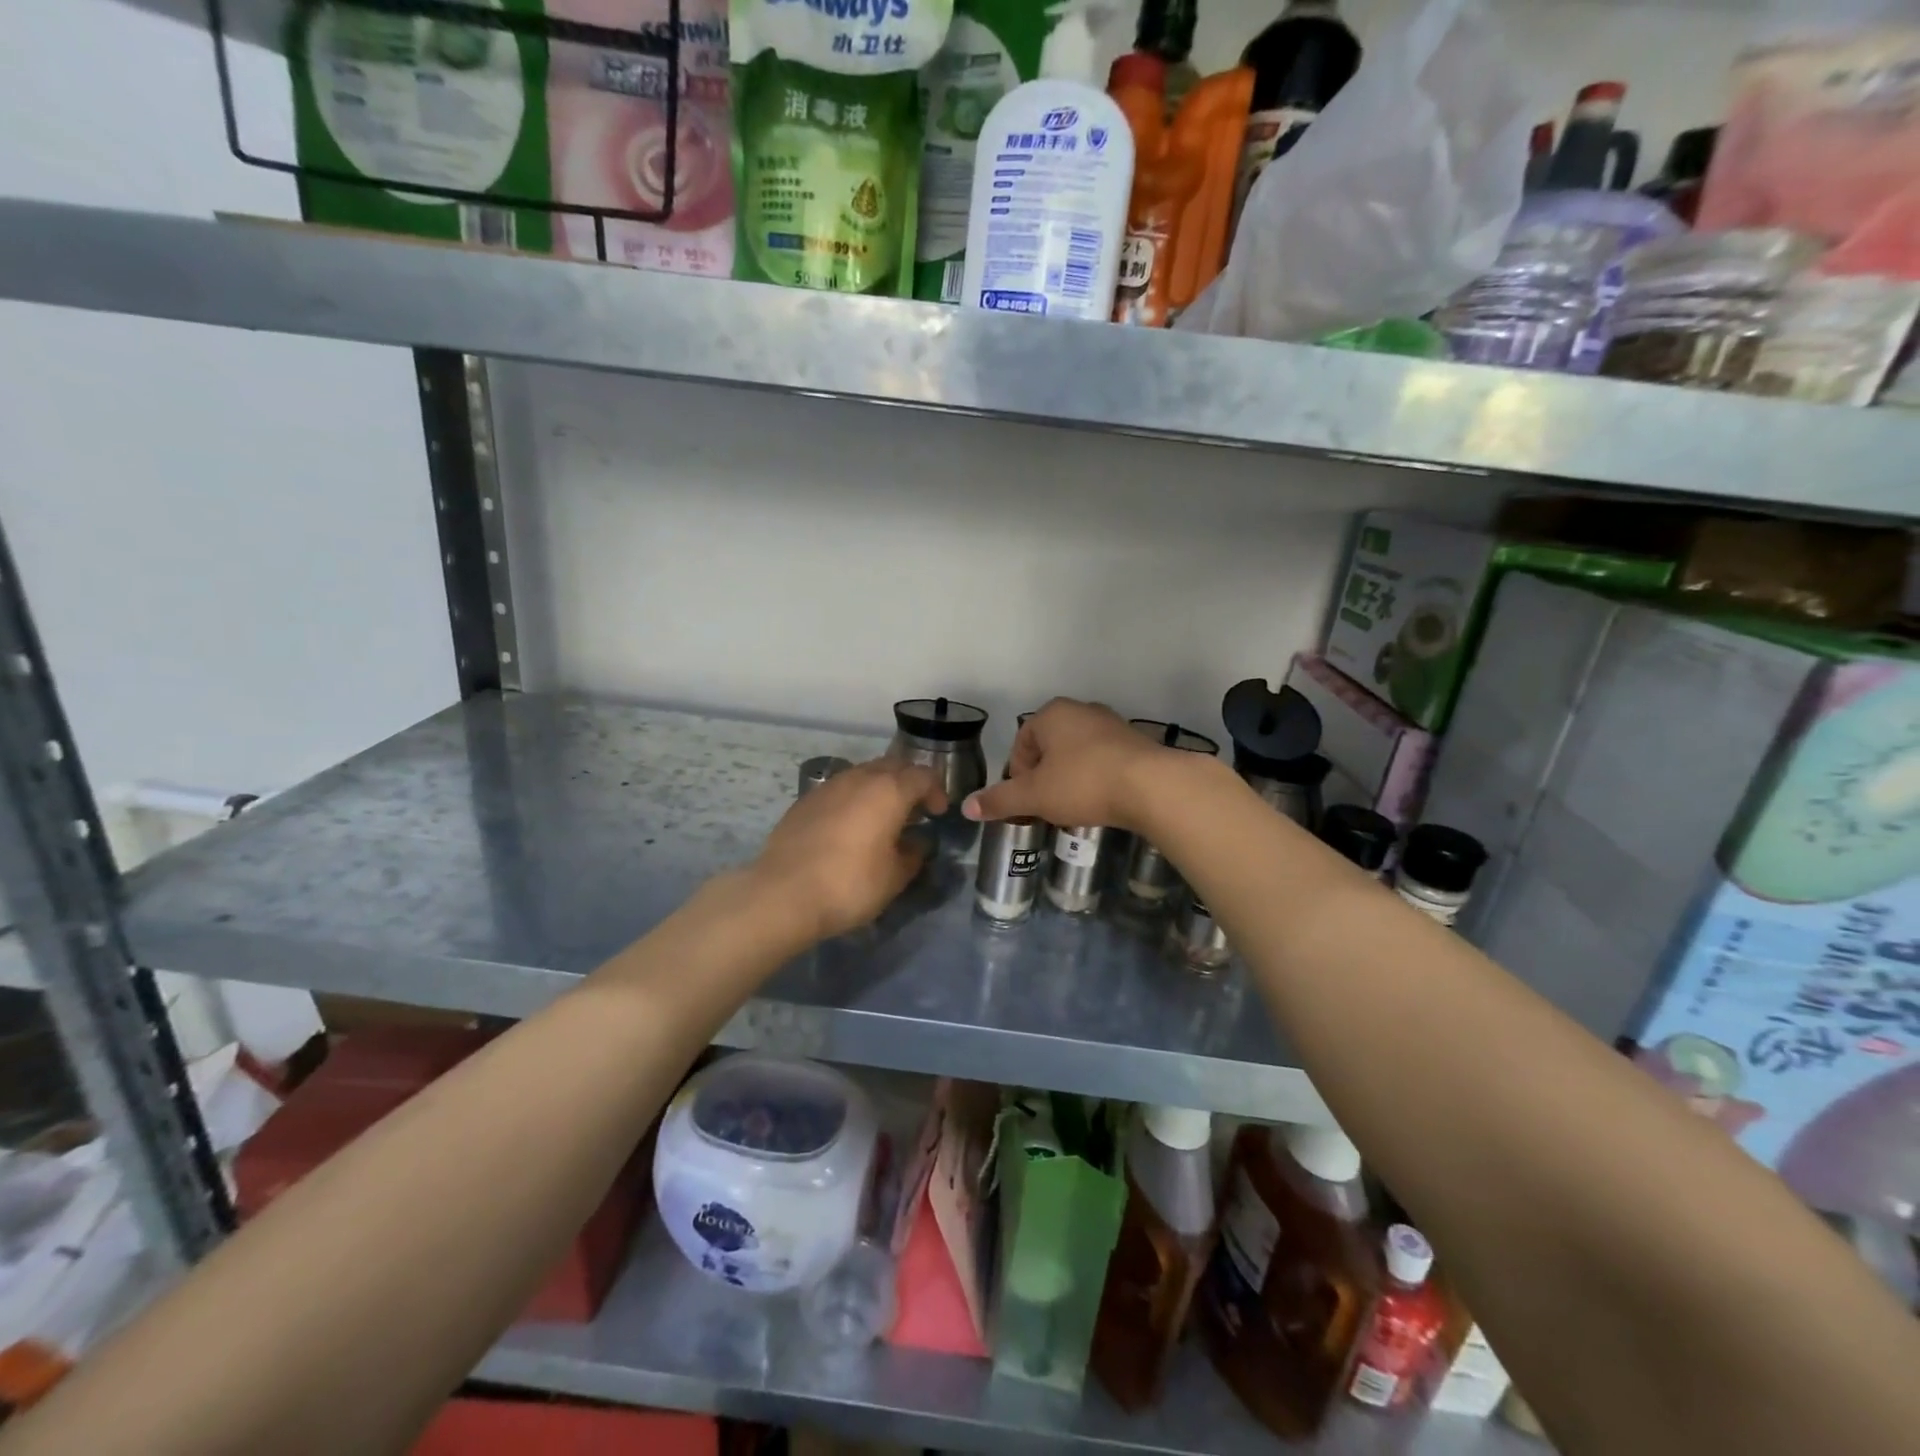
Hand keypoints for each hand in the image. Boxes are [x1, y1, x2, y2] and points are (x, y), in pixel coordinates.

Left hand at [749, 759, 945, 944]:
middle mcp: (860, 778)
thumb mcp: (894, 877)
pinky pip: (841, 789)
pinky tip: (851, 826)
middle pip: (893, 766)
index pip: (923, 775)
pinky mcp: (805, 800)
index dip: (936, 791)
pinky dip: (854, 799)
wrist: (783, 893)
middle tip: (915, 810)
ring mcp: (829, 786)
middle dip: (909, 783)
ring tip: (883, 818)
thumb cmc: (850, 884)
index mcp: (889, 790)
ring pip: (864, 774)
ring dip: (880, 788)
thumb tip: (917, 843)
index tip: (938, 814)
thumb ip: (913, 854)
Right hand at [961, 698, 1176, 832]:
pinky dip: (1095, 780)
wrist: (1152, 786)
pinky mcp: (1136, 743)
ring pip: (1077, 755)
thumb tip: (966, 807)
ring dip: (1069, 780)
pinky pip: (1104, 761)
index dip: (1018, 775)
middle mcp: (1081, 711)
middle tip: (1046, 807)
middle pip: (1049, 748)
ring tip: (1073, 809)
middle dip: (1043, 779)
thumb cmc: (1083, 783)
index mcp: (1052, 714)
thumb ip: (1000, 800)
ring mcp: (1112, 724)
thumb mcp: (1034, 796)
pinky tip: (1100, 803)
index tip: (1026, 802)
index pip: (1021, 743)